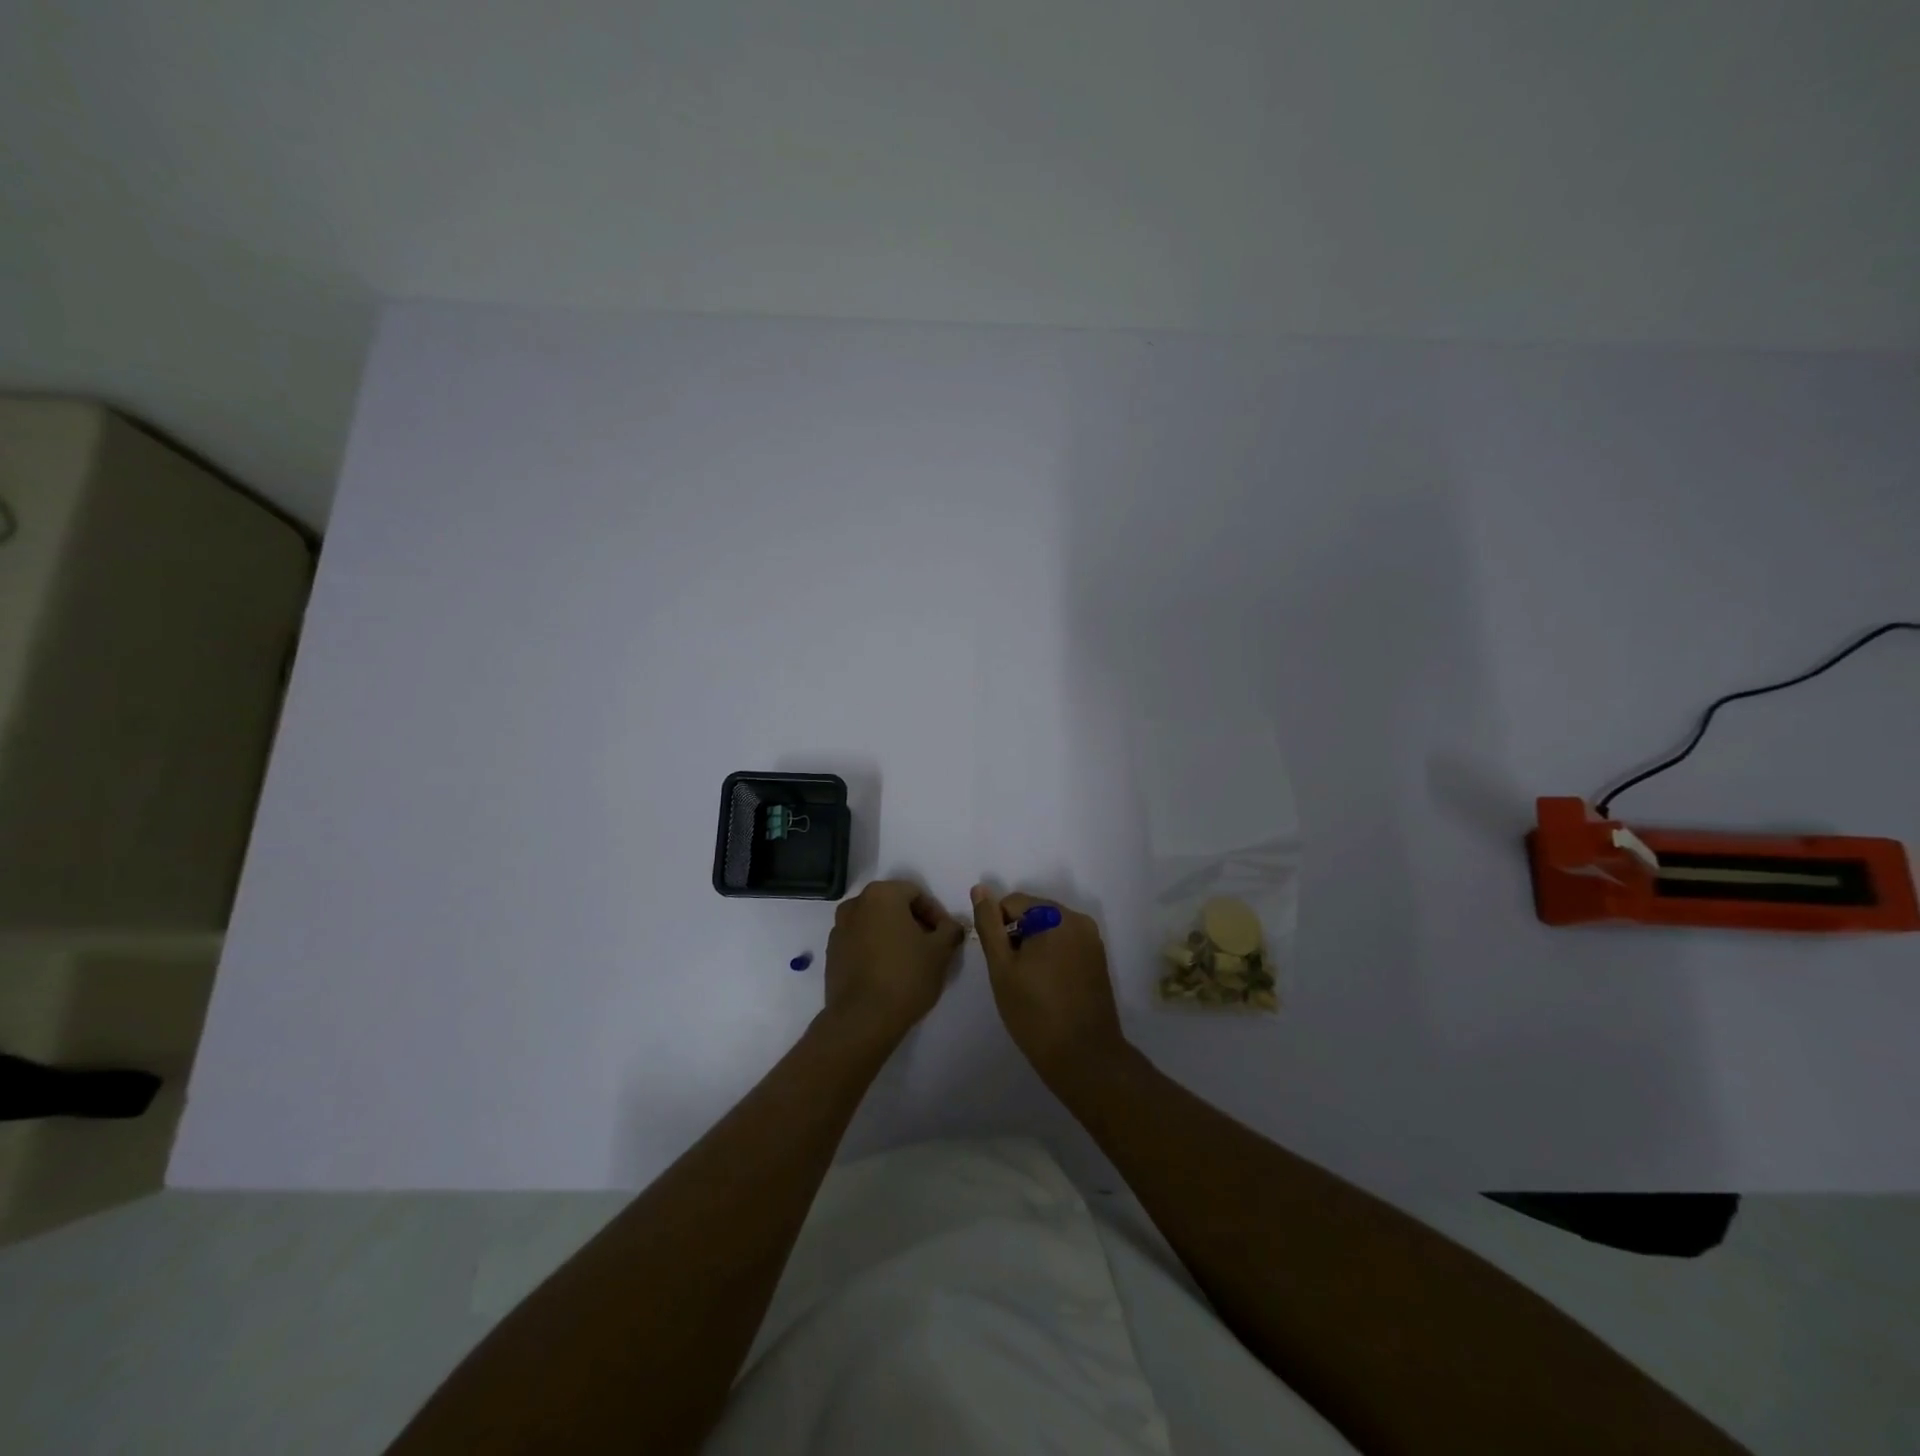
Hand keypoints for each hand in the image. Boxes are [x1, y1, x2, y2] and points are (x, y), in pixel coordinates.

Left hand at [823, 880, 965, 1047]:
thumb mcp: (941, 951)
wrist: (862, 1019)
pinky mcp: (832, 955)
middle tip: (931, 947)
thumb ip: (950, 930)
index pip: (916, 893)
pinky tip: (888, 974)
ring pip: (875, 925)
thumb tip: (951, 926)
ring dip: (894, 936)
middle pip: (893, 906)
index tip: (946, 936)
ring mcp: (839, 930)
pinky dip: (875, 950)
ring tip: (911, 962)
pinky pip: (860, 943)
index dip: (936, 914)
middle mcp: (855, 905)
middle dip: (914, 923)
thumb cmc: (906, 976)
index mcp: (881, 895)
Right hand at [971, 886, 1127, 1090]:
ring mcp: (1092, 940)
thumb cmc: (1035, 1012)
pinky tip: (1047, 987)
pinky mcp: (1098, 960)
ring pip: (1049, 930)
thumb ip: (989, 925)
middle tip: (1012, 976)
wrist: (1084, 1057)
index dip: (998, 930)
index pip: (1012, 903)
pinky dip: (1051, 957)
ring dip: (1034, 947)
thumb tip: (980, 889)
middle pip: (1033, 913)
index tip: (999, 963)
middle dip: (1017, 936)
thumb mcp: (1002, 968)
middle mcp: (1079, 920)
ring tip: (1029, 984)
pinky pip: (1066, 945)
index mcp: (1056, 916)